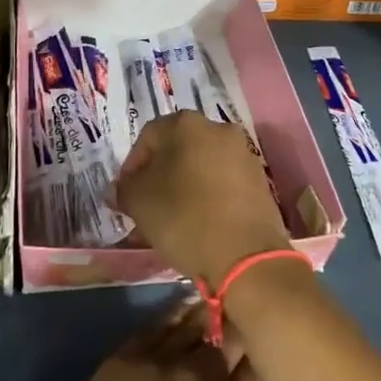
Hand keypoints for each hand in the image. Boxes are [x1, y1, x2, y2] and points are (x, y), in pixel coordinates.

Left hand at [30, 303, 317, 380]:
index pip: (263, 369)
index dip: (272, 351)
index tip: (279, 339)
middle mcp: (203, 377)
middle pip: (231, 338)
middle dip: (245, 325)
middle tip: (252, 311)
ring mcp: (162, 362)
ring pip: (196, 324)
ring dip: (212, 312)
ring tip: (223, 295)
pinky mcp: (126, 358)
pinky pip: (158, 325)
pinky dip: (175, 312)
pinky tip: (184, 303)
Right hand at [114, 111, 291, 282]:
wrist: (245, 255)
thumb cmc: (184, 217)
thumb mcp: (139, 202)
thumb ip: (124, 189)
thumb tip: (120, 189)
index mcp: (186, 124)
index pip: (148, 137)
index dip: (132, 167)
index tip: (126, 195)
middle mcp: (218, 129)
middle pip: (178, 149)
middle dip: (160, 176)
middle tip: (147, 206)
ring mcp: (243, 154)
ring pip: (202, 166)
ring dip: (185, 186)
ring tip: (173, 219)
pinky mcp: (260, 181)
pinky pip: (224, 183)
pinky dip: (209, 197)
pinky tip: (200, 223)